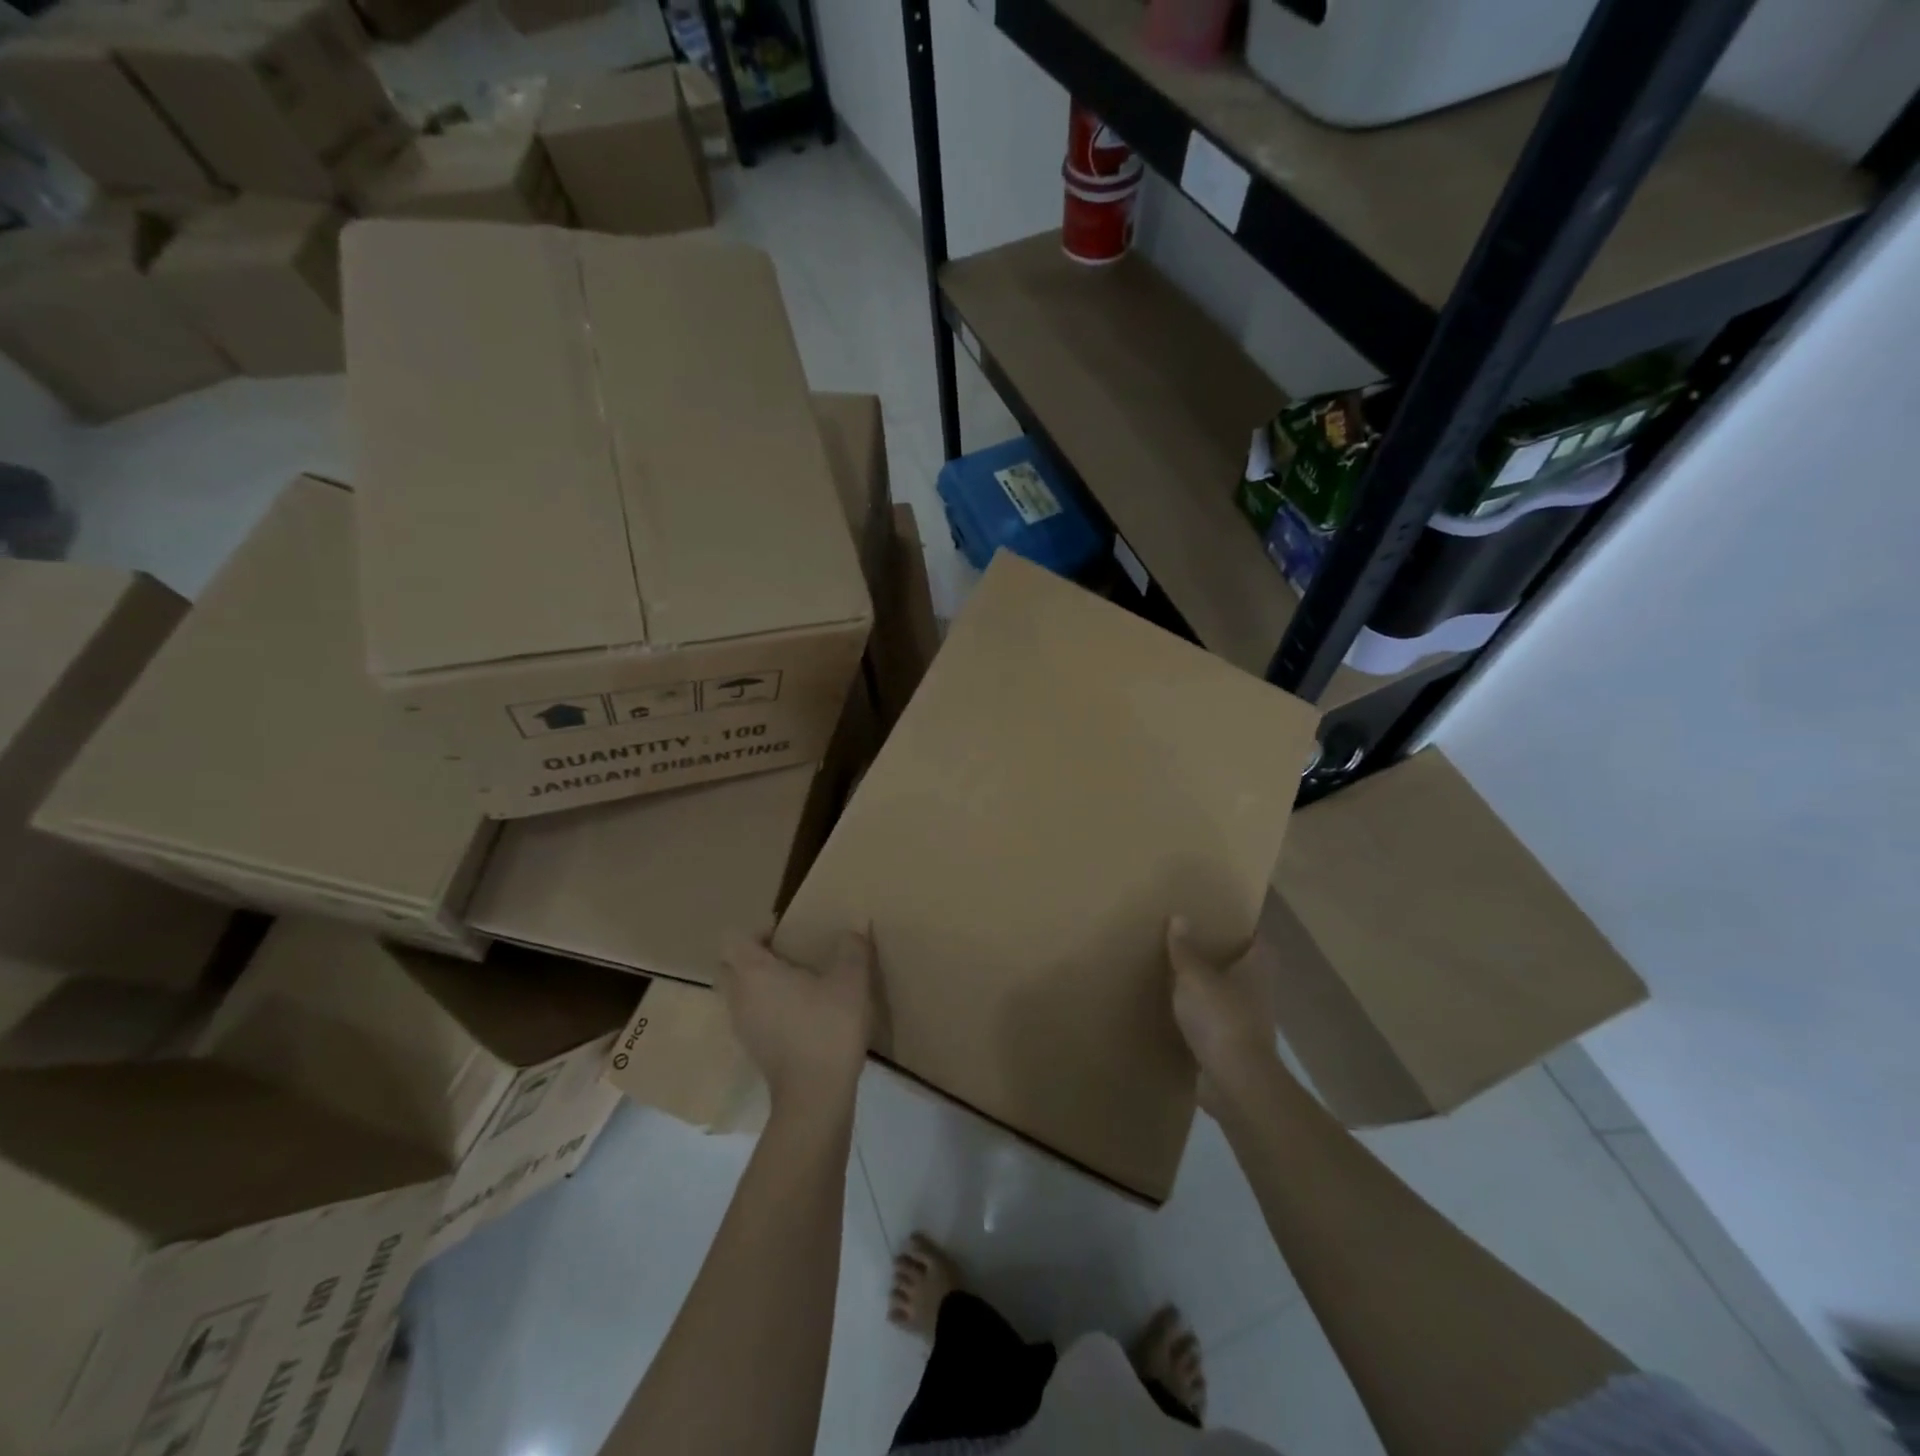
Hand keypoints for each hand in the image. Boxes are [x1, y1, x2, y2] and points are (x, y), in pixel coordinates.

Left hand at [717, 927, 874, 1117]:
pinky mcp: (753, 1049)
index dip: (757, 931)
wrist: (815, 1096)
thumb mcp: (851, 982)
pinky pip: (749, 1015)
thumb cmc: (827, 1028)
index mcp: (754, 973)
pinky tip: (798, 1013)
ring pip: (737, 993)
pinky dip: (765, 1007)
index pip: (735, 939)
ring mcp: (742, 1026)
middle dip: (751, 956)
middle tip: (786, 954)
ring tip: (795, 983)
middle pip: (728, 966)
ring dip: (757, 983)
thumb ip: (852, 949)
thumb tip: (854, 927)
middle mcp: (739, 997)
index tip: (786, 933)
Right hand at [1168, 915, 1279, 1118]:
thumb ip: (1185, 950)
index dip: (1246, 931)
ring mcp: (1247, 1025)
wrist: (1234, 1083)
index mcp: (1256, 971)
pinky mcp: (1232, 1051)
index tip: (1224, 920)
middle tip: (1193, 943)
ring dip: (1210, 991)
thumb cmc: (1220, 1018)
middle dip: (1223, 959)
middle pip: (1244, 970)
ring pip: (1229, 999)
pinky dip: (1200, 1020)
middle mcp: (1257, 995)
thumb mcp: (1194, 977)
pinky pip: (1215, 1027)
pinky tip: (1176, 1014)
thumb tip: (1180, 917)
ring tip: (1179, 976)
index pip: (1260, 943)